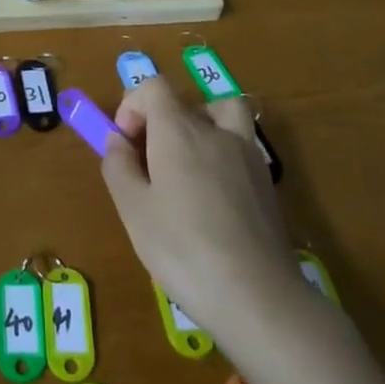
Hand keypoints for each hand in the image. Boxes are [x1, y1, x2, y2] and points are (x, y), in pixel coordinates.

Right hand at [100, 78, 297, 334]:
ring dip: (201, 125)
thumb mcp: (133, 210)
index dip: (132, 106)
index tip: (125, 145)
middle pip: (184, 102)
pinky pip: (240, 146)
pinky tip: (213, 198)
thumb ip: (119, 166)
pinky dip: (222, 154)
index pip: (153, 87)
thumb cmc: (183, 249)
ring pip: (223, 114)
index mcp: (179, 130)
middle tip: (148, 165)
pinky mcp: (266, 183)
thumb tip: (118, 140)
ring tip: (187, 164)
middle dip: (159, 123)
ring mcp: (248, 155)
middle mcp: (216, 130)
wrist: (257, 296)